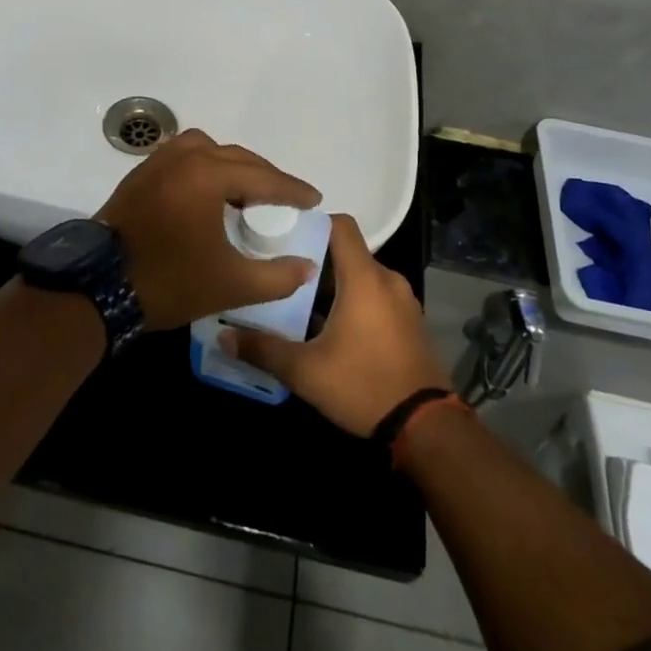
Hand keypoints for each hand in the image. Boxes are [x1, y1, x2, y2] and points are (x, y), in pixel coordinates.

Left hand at [96, 129, 321, 331]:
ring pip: (208, 150)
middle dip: (265, 177)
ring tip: (246, 192)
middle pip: (237, 158)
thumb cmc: (170, 281)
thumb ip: (277, 276)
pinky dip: (204, 167)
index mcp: (208, 176)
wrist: (99, 288)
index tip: (314, 200)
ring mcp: (157, 162)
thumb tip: (306, 266)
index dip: (293, 190)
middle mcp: (184, 157)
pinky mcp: (140, 175)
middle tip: (286, 199)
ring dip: (232, 166)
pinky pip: (183, 157)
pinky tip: (209, 193)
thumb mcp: (231, 285)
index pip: (263, 178)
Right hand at [224, 215, 449, 435]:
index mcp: (364, 278)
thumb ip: (263, 348)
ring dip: (334, 285)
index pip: (341, 225)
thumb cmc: (364, 386)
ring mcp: (404, 301)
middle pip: (347, 252)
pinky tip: (330, 328)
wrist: (426, 428)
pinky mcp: (410, 322)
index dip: (313, 222)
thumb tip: (223, 336)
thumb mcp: (305, 371)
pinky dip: (354, 301)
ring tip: (300, 302)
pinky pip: (376, 296)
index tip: (283, 234)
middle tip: (280, 273)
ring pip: (361, 276)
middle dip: (315, 260)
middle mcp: (388, 280)